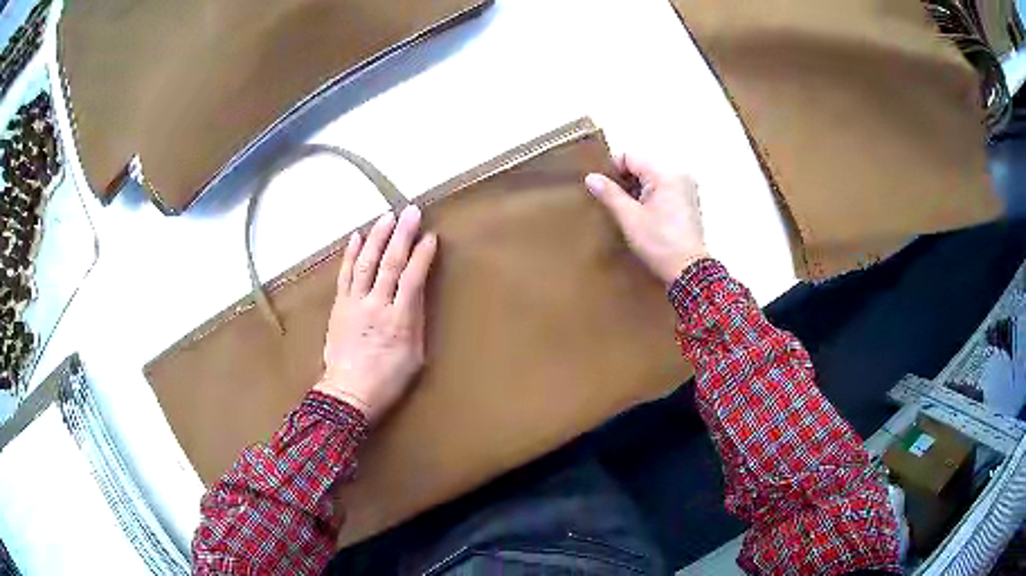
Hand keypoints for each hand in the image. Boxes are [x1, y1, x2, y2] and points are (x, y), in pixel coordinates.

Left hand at [315, 206, 437, 422]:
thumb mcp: (415, 357)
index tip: (431, 236)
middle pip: (390, 263)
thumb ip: (416, 324)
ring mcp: (354, 303)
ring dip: (378, 237)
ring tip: (387, 216)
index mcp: (400, 320)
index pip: (413, 278)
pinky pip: (345, 274)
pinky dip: (351, 254)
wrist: (347, 394)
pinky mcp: (339, 306)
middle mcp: (377, 305)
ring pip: (366, 263)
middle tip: (411, 211)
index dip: (422, 255)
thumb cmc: (387, 381)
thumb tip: (416, 297)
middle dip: (402, 235)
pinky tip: (358, 236)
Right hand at [585, 155, 708, 284]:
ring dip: (635, 192)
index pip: (631, 157)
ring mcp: (686, 190)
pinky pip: (662, 192)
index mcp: (666, 174)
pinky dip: (648, 199)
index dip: (611, 169)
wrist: (689, 271)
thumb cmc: (659, 243)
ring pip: (651, 181)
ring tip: (622, 211)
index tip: (599, 187)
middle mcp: (679, 176)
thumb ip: (610, 194)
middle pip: (642, 168)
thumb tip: (591, 177)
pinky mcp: (688, 204)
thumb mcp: (630, 218)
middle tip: (608, 201)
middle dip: (624, 182)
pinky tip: (640, 217)